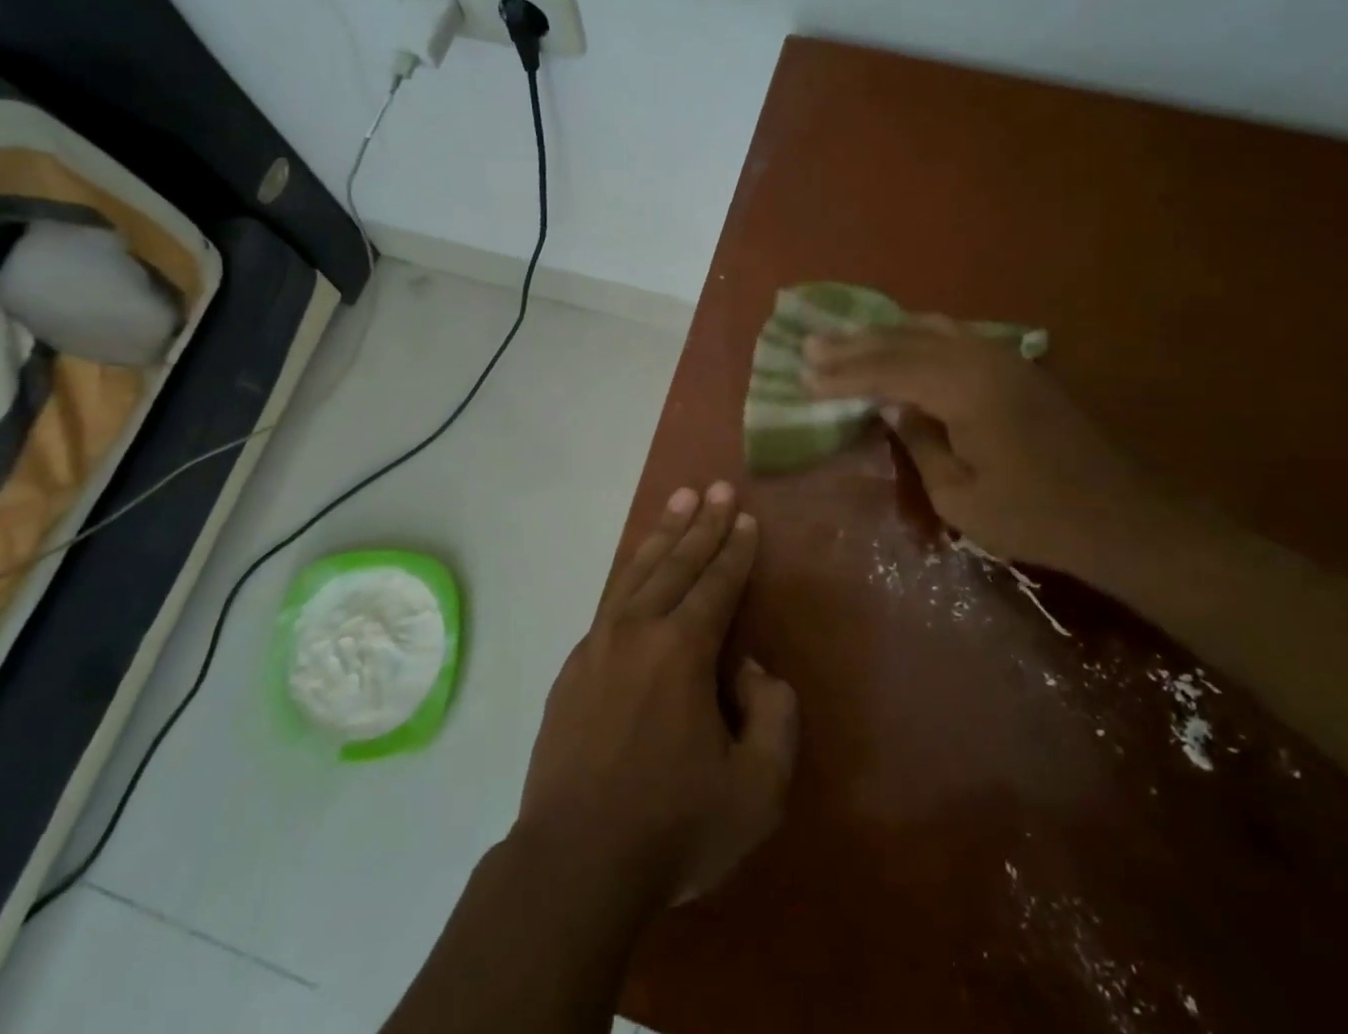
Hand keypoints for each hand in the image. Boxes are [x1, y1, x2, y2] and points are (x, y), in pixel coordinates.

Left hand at [513, 482, 797, 907]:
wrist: (574, 861)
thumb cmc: (672, 826)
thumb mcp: (756, 789)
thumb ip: (773, 717)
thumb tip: (750, 671)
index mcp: (681, 650)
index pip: (717, 584)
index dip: (735, 549)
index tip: (744, 516)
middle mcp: (638, 630)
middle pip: (676, 563)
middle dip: (701, 524)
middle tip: (714, 486)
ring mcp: (598, 644)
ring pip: (637, 572)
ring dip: (663, 535)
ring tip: (678, 500)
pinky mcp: (573, 667)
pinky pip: (611, 601)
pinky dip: (632, 572)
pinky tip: (638, 568)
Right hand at [803, 319, 1157, 580]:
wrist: (1120, 515)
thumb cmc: (1034, 515)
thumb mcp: (959, 495)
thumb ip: (918, 439)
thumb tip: (889, 403)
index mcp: (963, 388)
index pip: (887, 371)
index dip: (843, 375)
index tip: (804, 377)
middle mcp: (980, 357)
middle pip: (902, 342)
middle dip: (853, 346)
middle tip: (810, 345)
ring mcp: (1002, 355)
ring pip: (928, 329)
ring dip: (883, 334)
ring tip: (845, 337)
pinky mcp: (1016, 364)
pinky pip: (953, 334)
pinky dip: (917, 334)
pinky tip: (901, 338)